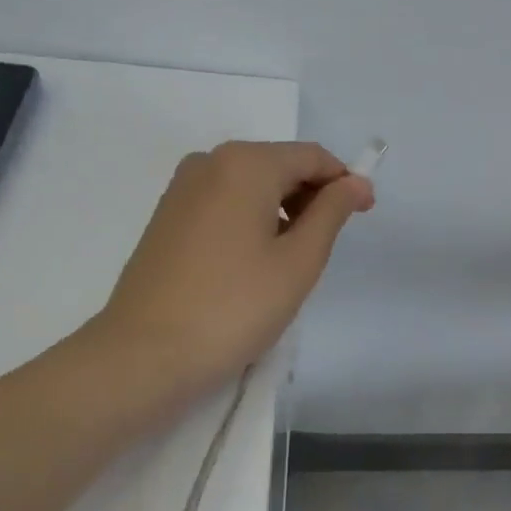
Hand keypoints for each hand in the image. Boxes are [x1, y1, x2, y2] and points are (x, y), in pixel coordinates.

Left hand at [85, 141, 373, 398]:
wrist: (145, 355)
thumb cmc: (236, 306)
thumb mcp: (299, 260)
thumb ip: (332, 212)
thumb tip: (356, 182)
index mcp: (245, 164)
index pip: (311, 156)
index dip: (345, 181)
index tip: (364, 215)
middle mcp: (209, 162)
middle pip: (279, 165)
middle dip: (313, 196)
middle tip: (329, 244)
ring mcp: (181, 189)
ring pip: (251, 185)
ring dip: (284, 210)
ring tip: (293, 260)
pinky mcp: (167, 217)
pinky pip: (225, 203)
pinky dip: (253, 220)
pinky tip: (256, 263)